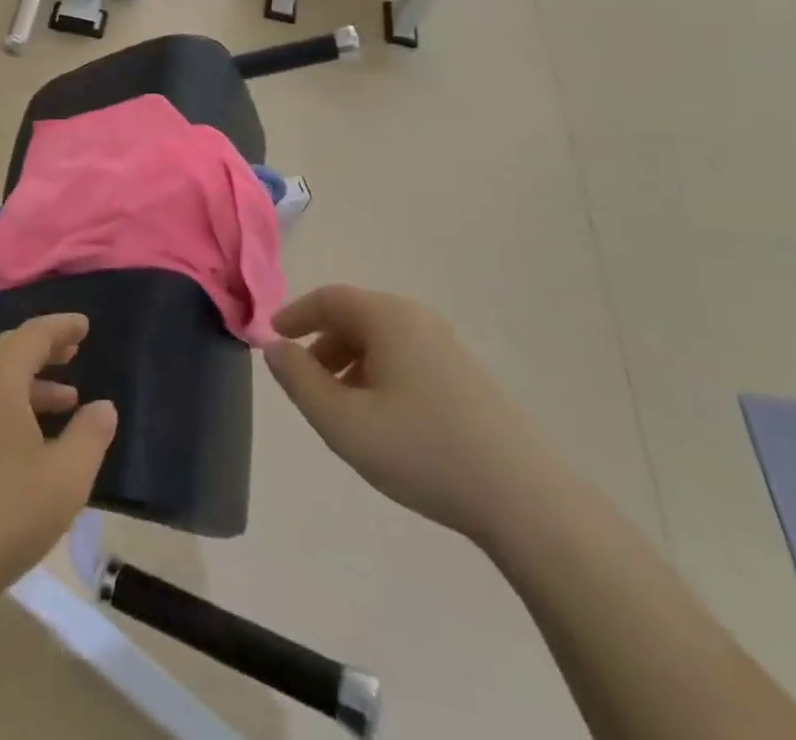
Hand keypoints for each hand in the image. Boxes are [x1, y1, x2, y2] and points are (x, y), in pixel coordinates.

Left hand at [0, 313, 117, 612]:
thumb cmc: (4, 512)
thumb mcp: (65, 477)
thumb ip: (90, 435)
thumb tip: (103, 407)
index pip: (33, 335)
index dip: (61, 327)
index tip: (85, 325)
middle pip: (9, 352)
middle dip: (44, 349)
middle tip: (74, 352)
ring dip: (31, 384)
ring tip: (67, 401)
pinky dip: (13, 407)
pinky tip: (32, 441)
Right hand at [263, 285, 556, 544]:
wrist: (523, 497)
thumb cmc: (423, 450)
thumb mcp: (344, 422)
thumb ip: (300, 381)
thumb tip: (274, 348)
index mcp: (388, 317)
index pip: (329, 298)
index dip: (296, 314)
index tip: (272, 337)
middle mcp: (417, 319)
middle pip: (355, 317)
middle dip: (322, 344)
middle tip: (304, 382)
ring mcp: (446, 345)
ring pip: (381, 340)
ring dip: (349, 362)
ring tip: (340, 408)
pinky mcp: (464, 374)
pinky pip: (405, 357)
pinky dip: (378, 374)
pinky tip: (381, 419)